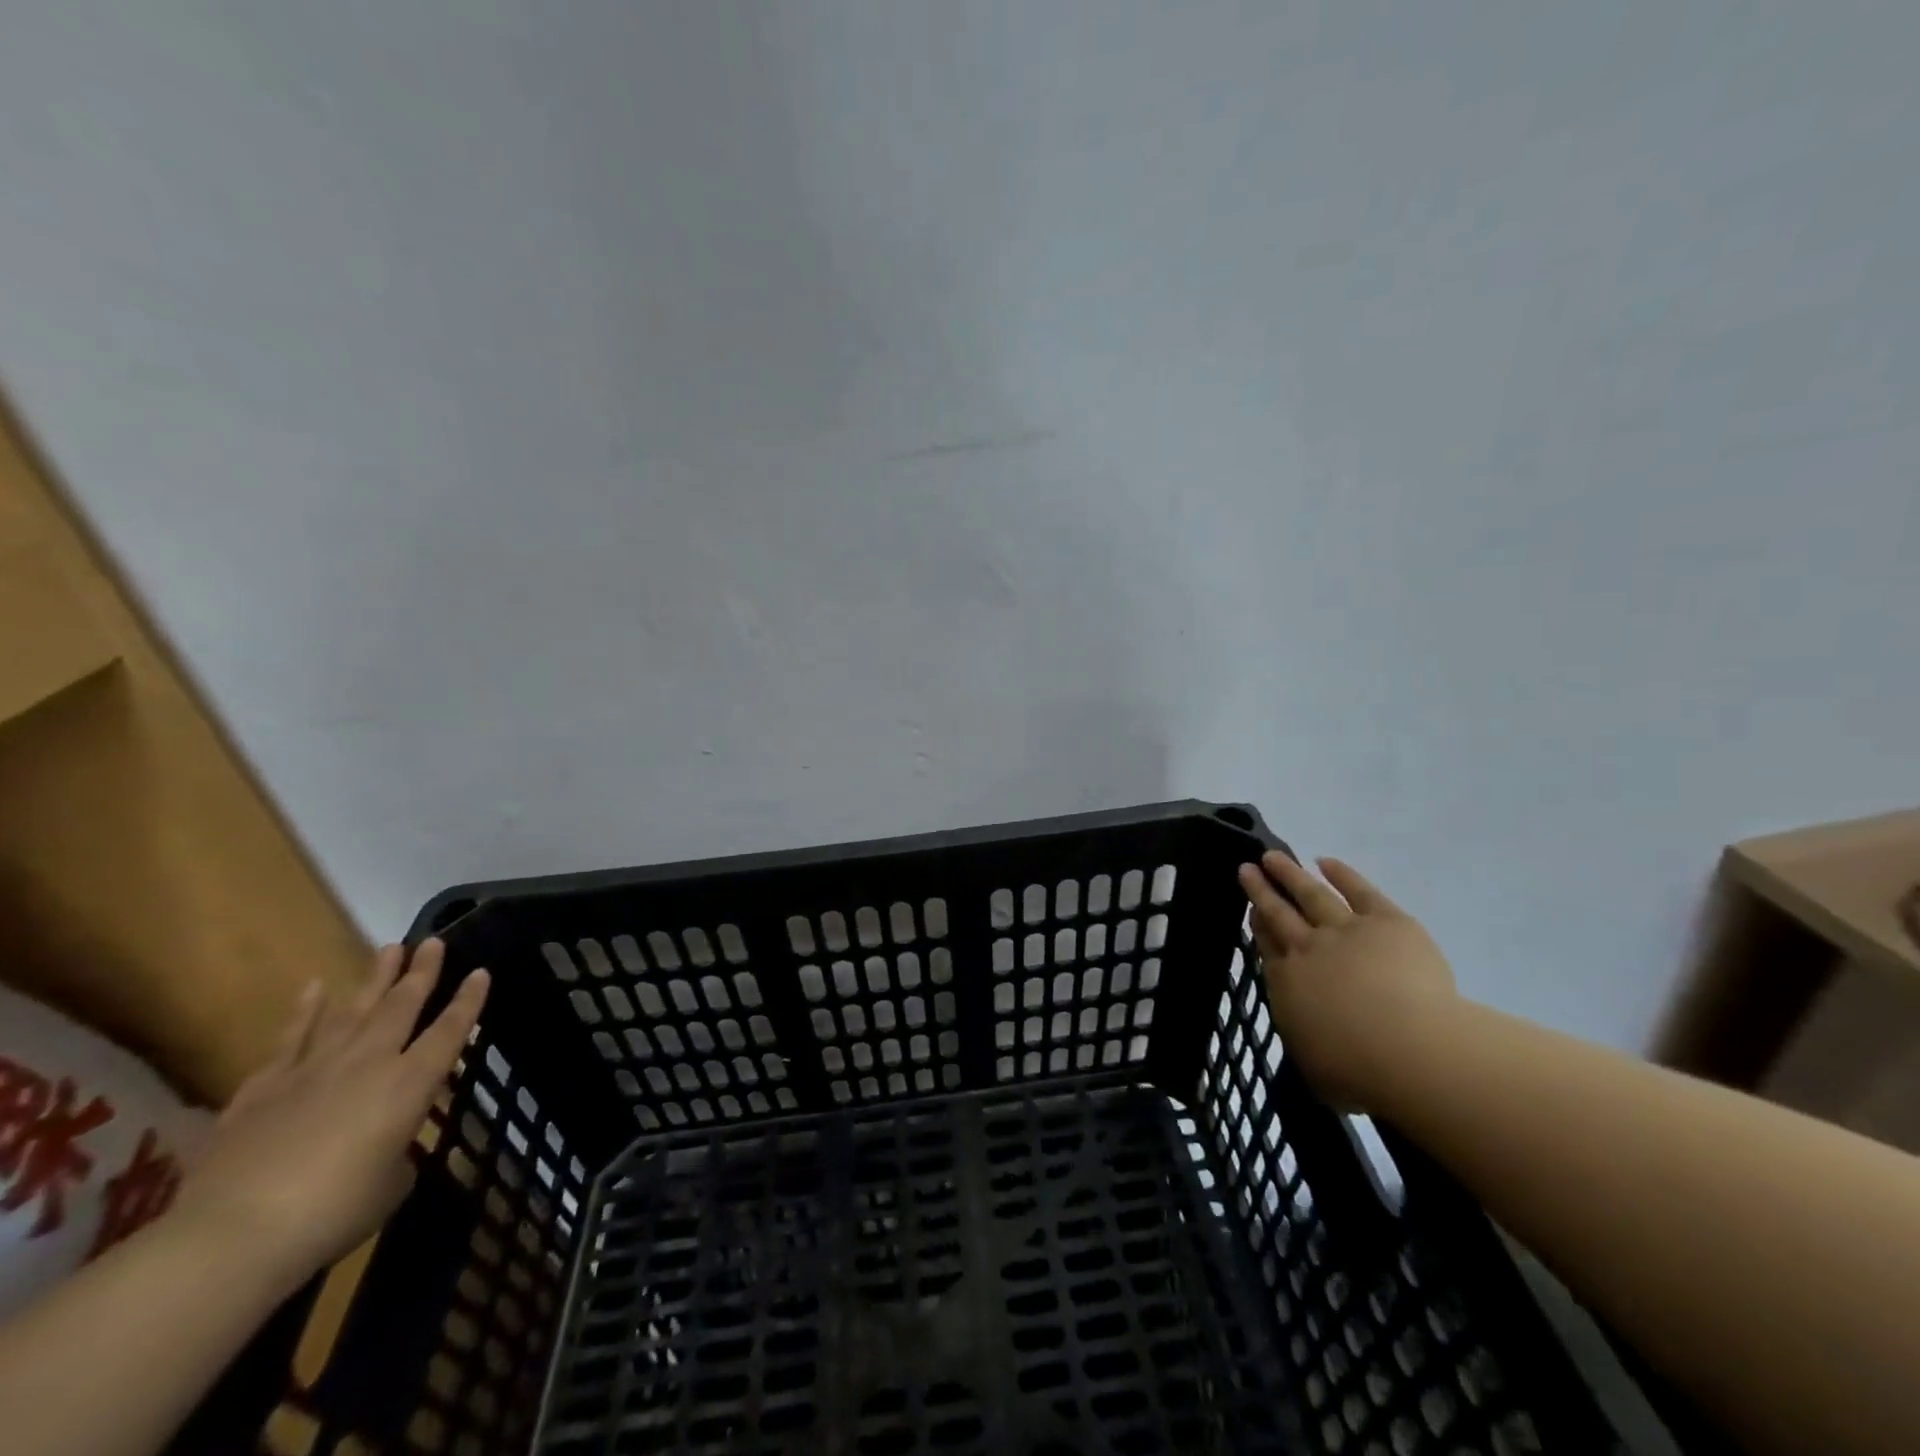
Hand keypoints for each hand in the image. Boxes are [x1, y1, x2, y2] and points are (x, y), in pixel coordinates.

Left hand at [172, 940, 489, 1289]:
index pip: (450, 1031)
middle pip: (401, 1006)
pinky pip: (290, 1038)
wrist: (235, 1233)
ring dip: (373, 978)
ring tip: (388, 948)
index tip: (480, 972)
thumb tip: (389, 1149)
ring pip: (352, 1010)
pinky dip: (304, 1010)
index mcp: (410, 1084)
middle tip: (432, 941)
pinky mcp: (263, 1088)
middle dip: (422, 972)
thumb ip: (398, 1155)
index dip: (469, 1001)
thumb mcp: (390, 1186)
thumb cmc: (334, 1211)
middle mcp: (369, 1062)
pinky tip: (314, 987)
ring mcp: (313, 1070)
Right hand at [1238, 851, 1456, 1110]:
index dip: (1258, 925)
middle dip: (1262, 890)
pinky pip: (1360, 891)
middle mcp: (1308, 949)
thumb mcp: (1316, 1068)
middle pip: (1279, 913)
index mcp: (1288, 983)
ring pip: (1311, 895)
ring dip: (1291, 874)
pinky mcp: (1386, 922)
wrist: (1409, 1049)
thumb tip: (1308, 1033)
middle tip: (1247, 868)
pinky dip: (1343, 875)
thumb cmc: (1359, 1071)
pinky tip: (1326, 862)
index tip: (1251, 909)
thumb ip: (1307, 1041)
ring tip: (1274, 857)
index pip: (1267, 946)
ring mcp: (1346, 930)